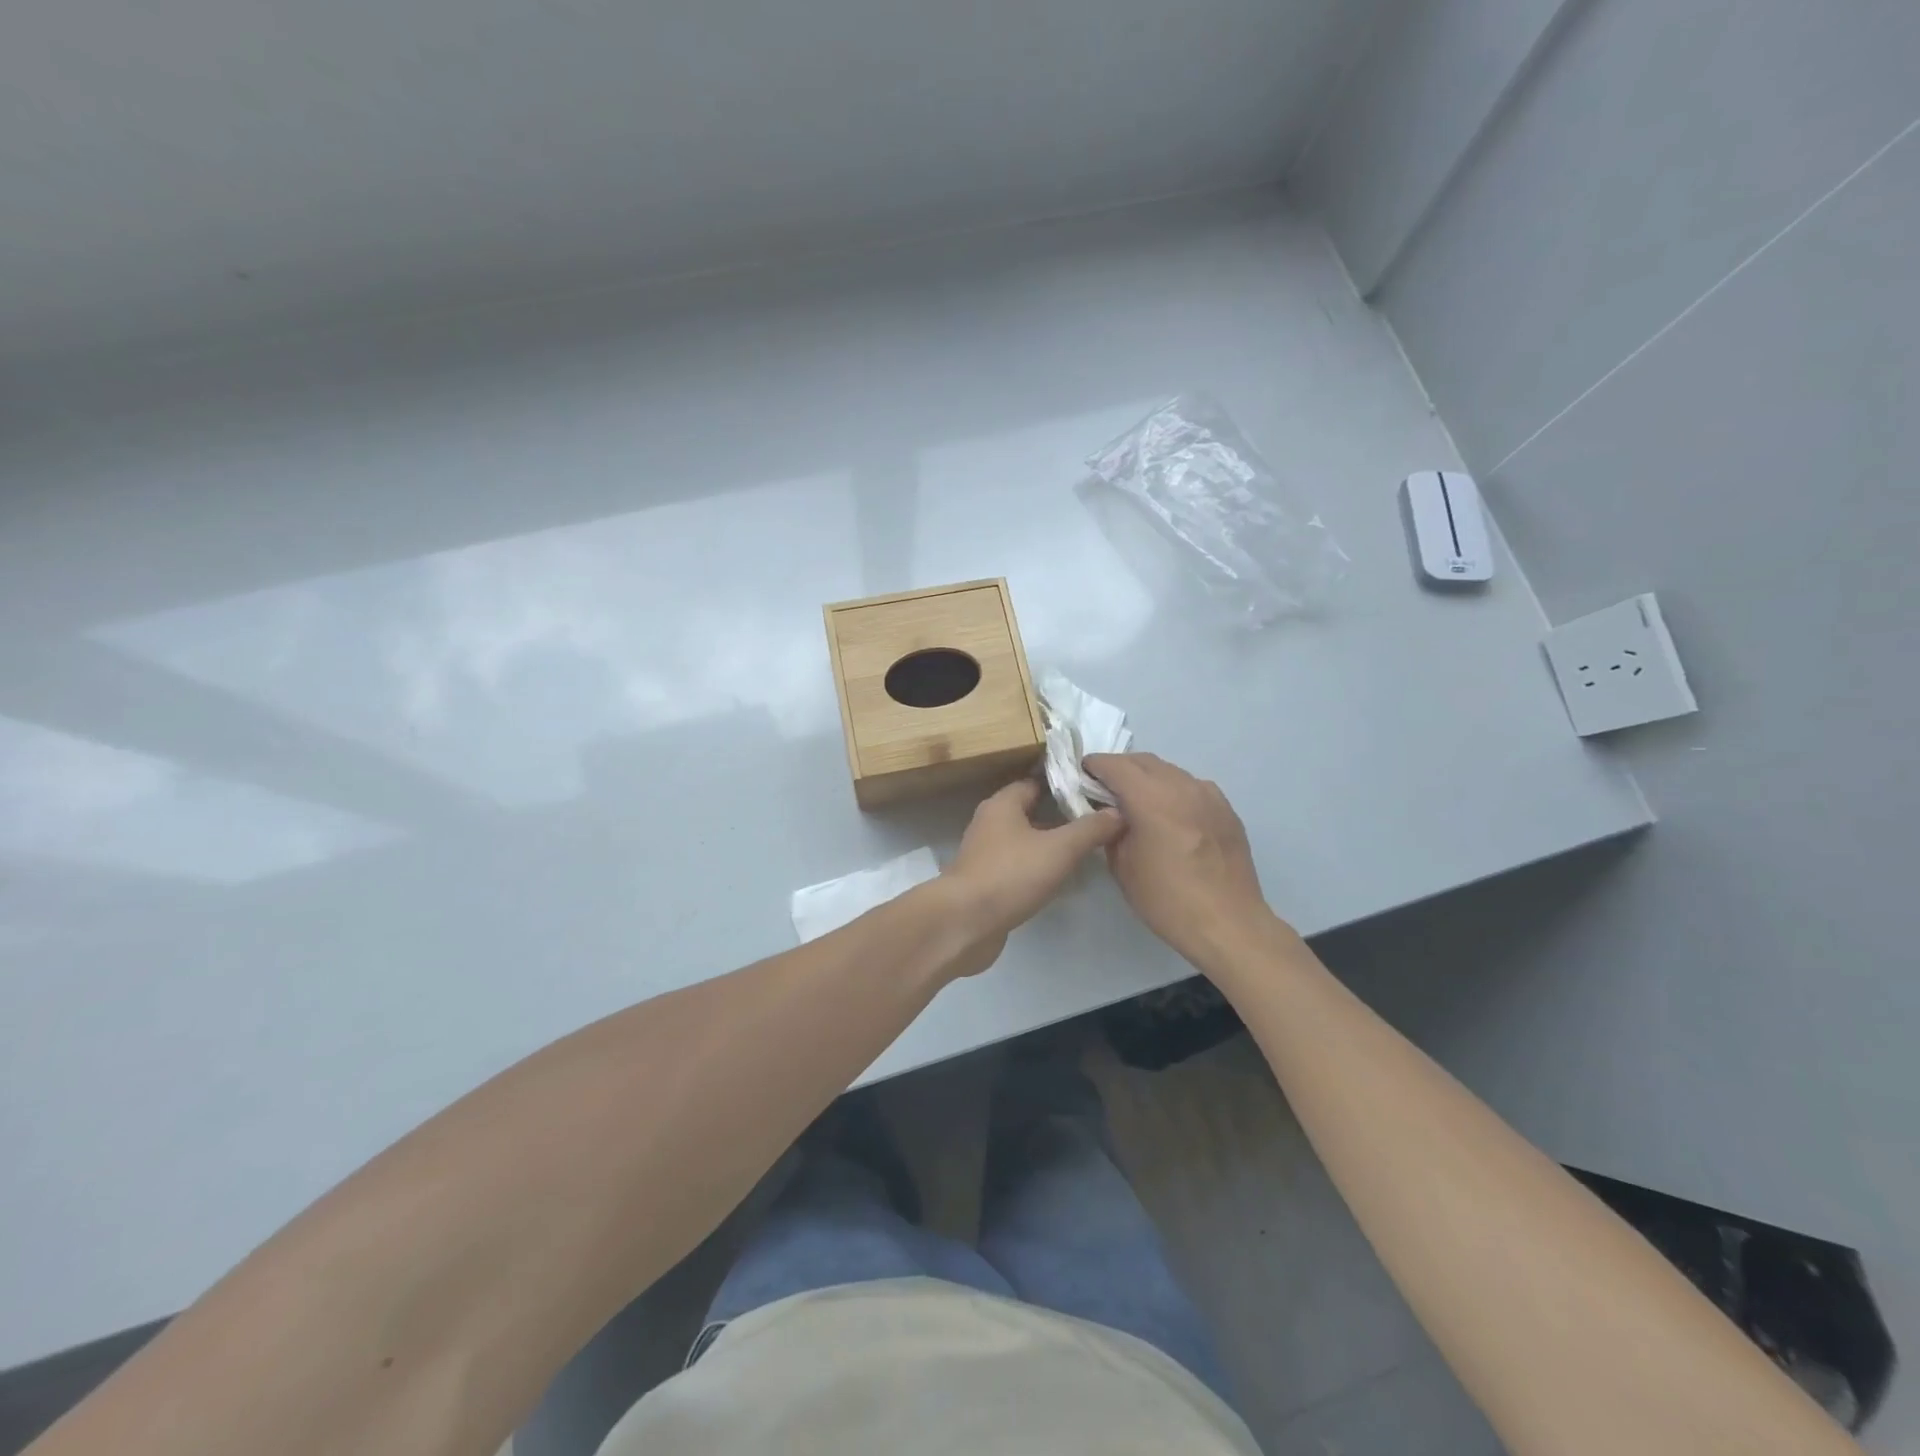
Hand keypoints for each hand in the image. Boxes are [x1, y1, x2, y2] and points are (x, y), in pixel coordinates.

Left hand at [937, 779, 1122, 975]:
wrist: (963, 923)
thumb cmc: (1011, 875)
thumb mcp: (1059, 849)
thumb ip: (1090, 829)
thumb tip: (1118, 812)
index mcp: (1003, 804)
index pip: (1036, 783)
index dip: (1065, 785)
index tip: (1094, 792)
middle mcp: (990, 823)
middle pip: (1030, 812)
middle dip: (1061, 817)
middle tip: (1096, 824)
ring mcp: (984, 854)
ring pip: (1024, 841)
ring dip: (1049, 846)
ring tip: (1084, 852)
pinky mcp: (984, 882)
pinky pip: (1016, 867)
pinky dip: (1036, 870)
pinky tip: (1058, 881)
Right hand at [1083, 752, 1277, 965]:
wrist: (1227, 923)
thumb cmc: (1167, 899)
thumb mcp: (1122, 866)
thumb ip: (1111, 830)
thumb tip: (1110, 814)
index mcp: (1151, 798)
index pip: (1115, 765)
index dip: (1095, 765)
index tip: (1083, 773)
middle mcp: (1181, 786)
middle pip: (1144, 761)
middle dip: (1121, 767)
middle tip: (1105, 786)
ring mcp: (1209, 795)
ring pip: (1170, 771)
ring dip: (1148, 777)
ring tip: (1137, 799)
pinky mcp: (1226, 809)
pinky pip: (1193, 787)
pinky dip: (1174, 790)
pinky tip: (1171, 813)